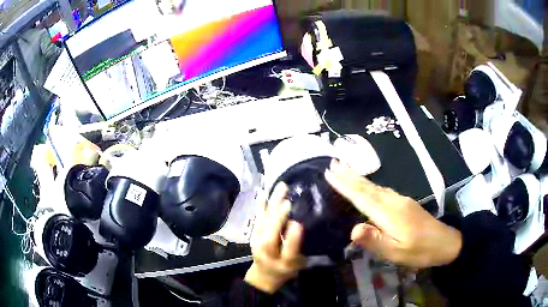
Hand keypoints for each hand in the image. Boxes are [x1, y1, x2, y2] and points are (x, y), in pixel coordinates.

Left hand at [245, 183, 305, 293]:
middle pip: (272, 234)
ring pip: (265, 222)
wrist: (264, 274)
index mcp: (284, 263)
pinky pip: (258, 218)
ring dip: (273, 204)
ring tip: (281, 188)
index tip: (298, 224)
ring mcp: (257, 241)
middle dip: (279, 217)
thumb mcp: (297, 264)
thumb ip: (298, 248)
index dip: (292, 239)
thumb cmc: (285, 270)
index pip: (288, 252)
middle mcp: (268, 252)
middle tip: (288, 200)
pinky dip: (261, 205)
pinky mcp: (254, 234)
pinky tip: (263, 194)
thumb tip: (300, 225)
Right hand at [325, 160, 461, 267]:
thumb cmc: (419, 251)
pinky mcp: (405, 203)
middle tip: (333, 163)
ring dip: (358, 178)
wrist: (445, 242)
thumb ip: (375, 240)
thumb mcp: (396, 252)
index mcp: (389, 213)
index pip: (362, 197)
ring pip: (375, 187)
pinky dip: (370, 185)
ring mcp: (400, 201)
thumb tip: (353, 229)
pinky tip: (367, 185)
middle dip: (349, 175)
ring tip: (345, 169)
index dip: (345, 185)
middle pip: (368, 187)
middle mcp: (393, 202)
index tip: (330, 173)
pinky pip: (382, 190)